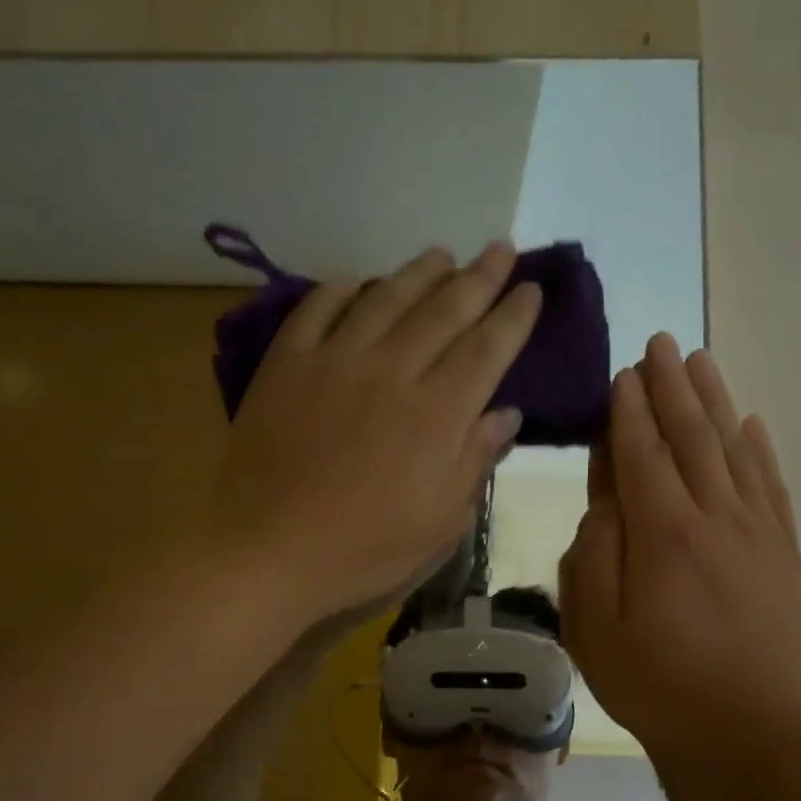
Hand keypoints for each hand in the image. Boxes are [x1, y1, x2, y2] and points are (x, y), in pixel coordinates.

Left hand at [209, 243, 537, 633]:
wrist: (268, 552)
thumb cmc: (364, 552)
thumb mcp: (439, 525)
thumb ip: (475, 462)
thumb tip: (507, 414)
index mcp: (437, 415)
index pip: (487, 349)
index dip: (513, 316)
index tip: (531, 289)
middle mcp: (391, 372)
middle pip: (444, 311)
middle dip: (479, 277)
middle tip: (500, 248)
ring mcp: (334, 362)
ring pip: (385, 298)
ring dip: (418, 272)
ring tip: (441, 254)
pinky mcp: (286, 366)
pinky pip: (317, 309)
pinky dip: (341, 290)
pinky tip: (357, 282)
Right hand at [558, 334, 800, 766]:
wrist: (758, 730)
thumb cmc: (662, 686)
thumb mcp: (599, 633)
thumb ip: (593, 559)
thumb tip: (604, 505)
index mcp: (664, 536)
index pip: (642, 457)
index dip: (628, 413)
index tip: (621, 374)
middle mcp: (715, 518)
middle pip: (691, 437)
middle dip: (671, 388)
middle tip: (660, 343)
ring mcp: (757, 532)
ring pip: (734, 449)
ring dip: (715, 400)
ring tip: (700, 360)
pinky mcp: (784, 552)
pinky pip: (771, 483)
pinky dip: (759, 447)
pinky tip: (751, 422)